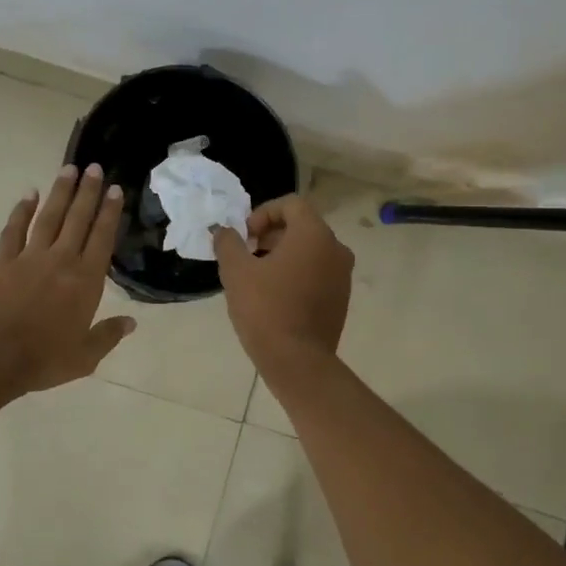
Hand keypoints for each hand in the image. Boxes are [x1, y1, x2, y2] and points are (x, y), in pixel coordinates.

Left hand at [0, 163, 135, 391]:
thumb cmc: (43, 359)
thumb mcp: (85, 356)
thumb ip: (108, 335)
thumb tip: (131, 322)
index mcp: (85, 281)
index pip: (102, 238)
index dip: (110, 213)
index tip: (116, 189)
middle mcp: (61, 260)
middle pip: (78, 219)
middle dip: (88, 192)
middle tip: (95, 167)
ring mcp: (30, 257)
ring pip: (48, 216)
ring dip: (60, 192)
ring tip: (69, 169)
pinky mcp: (2, 261)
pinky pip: (14, 229)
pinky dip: (21, 210)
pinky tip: (28, 195)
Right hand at [211, 194, 352, 377]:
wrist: (297, 362)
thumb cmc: (265, 309)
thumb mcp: (236, 272)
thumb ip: (228, 243)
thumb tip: (223, 231)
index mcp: (314, 235)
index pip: (291, 204)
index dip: (263, 213)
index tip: (245, 237)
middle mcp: (336, 249)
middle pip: (302, 226)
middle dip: (271, 234)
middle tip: (247, 255)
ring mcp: (342, 275)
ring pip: (310, 251)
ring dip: (283, 255)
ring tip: (257, 277)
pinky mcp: (341, 298)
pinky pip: (317, 273)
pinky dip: (297, 274)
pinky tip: (274, 296)